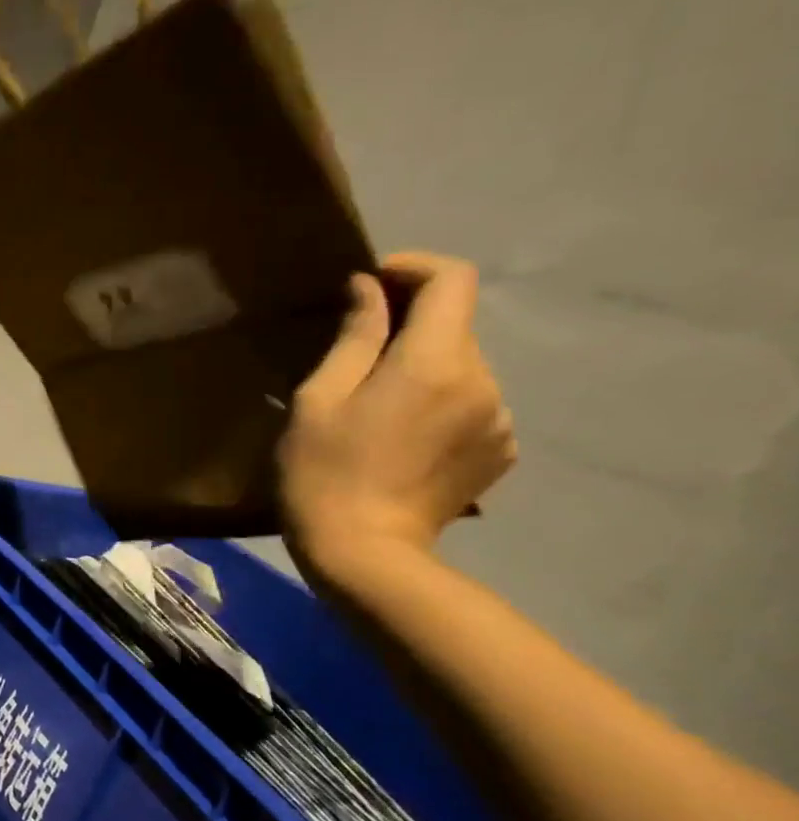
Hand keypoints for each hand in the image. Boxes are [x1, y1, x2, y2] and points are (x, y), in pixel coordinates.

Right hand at [278, 252, 515, 578]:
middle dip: (409, 325)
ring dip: (423, 367)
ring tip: (376, 403)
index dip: (414, 268)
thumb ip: (354, 337)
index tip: (373, 282)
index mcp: (434, 362)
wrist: (365, 552)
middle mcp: (483, 381)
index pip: (453, 281)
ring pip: (462, 366)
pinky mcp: (501, 451)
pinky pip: (473, 404)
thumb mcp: (319, 399)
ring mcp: (500, 419)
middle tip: (356, 352)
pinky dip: (440, 402)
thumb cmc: (322, 471)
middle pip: (455, 325)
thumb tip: (369, 289)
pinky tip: (402, 436)